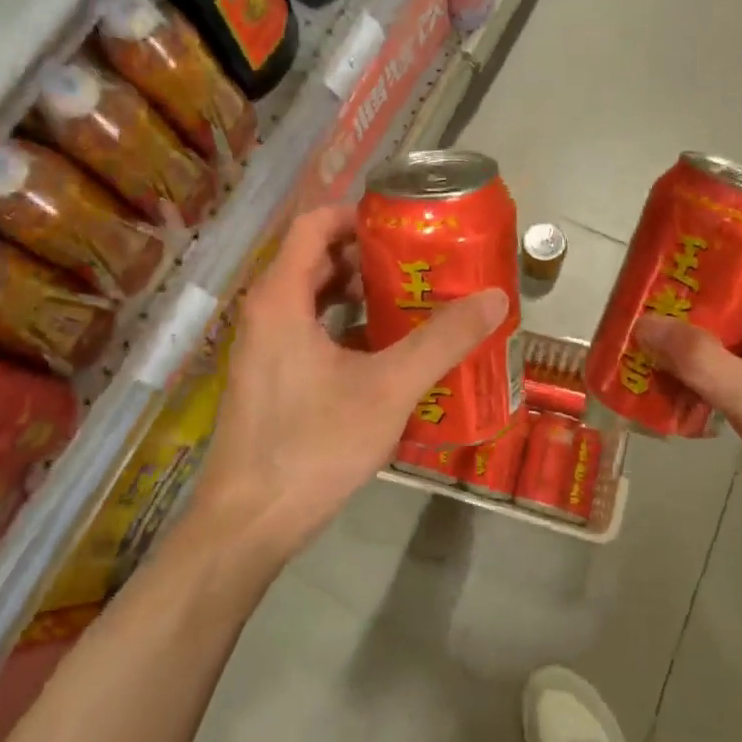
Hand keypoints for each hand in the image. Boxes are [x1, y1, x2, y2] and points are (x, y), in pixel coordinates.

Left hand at [192, 206, 508, 561]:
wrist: (247, 526)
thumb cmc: (312, 445)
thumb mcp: (388, 389)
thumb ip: (441, 341)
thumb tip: (494, 298)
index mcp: (281, 298)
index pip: (314, 224)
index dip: (358, 215)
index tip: (405, 225)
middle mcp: (266, 314)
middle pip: (318, 260)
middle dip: (370, 257)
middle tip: (423, 263)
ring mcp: (265, 349)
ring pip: (315, 300)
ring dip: (362, 295)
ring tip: (415, 302)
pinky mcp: (271, 380)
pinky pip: (311, 333)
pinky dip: (348, 329)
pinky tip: (389, 352)